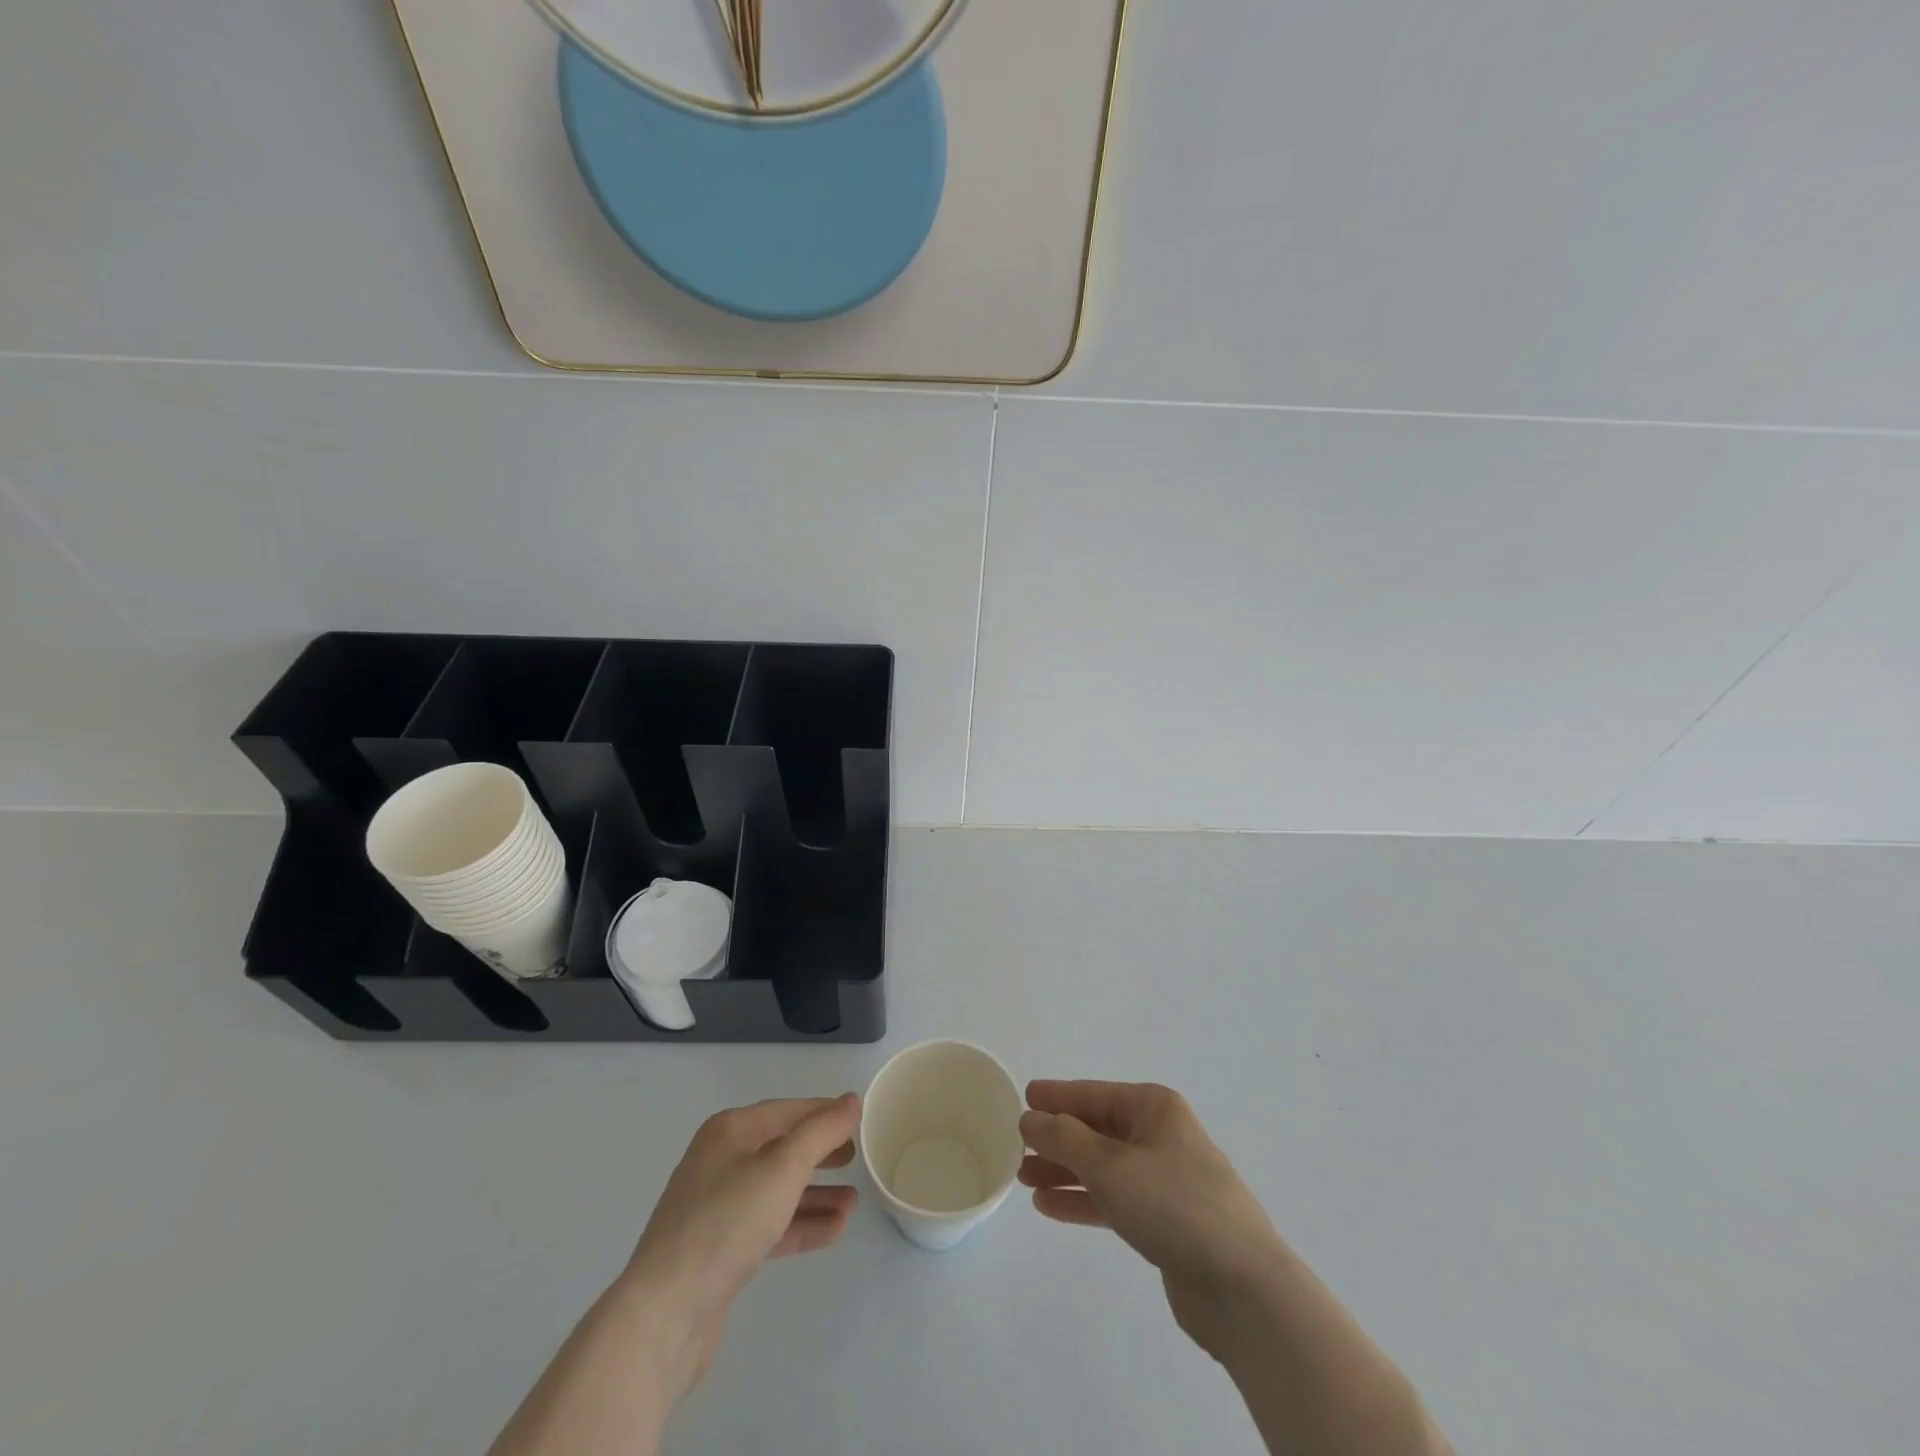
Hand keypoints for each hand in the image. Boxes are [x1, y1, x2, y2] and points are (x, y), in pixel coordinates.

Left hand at [489, 1095, 860, 1455]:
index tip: (861, 1121)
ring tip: (854, 1202)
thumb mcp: (783, 1167)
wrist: (664, 1314)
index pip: (789, 1110)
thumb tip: (851, 1100)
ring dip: (817, 1194)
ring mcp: (718, 1207)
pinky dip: (801, 1224)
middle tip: (858, 1158)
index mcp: (731, 1131)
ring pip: (778, 1190)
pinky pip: (770, 1225)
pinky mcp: (721, 1249)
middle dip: (821, 1153)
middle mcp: (722, 1160)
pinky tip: (833, 1231)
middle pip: (782, 1148)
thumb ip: (822, 1131)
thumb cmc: (727, 1222)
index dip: (825, 1113)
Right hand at [1019, 1080, 1283, 1362]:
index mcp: (1153, 1108)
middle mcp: (1160, 1135)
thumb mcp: (1110, 1165)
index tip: (1022, 1098)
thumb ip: (1064, 1139)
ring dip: (1064, 1171)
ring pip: (1102, 1166)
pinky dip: (1083, 1200)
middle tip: (1017, 1147)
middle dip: (1057, 1138)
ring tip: (1024, 1179)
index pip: (1093, 1093)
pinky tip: (1049, 1208)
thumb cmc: (1174, 1206)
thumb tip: (1031, 1118)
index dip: (1056, 1096)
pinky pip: (1114, 1199)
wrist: (1243, 1288)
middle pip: (1096, 1129)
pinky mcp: (1165, 1220)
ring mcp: (1165, 1179)